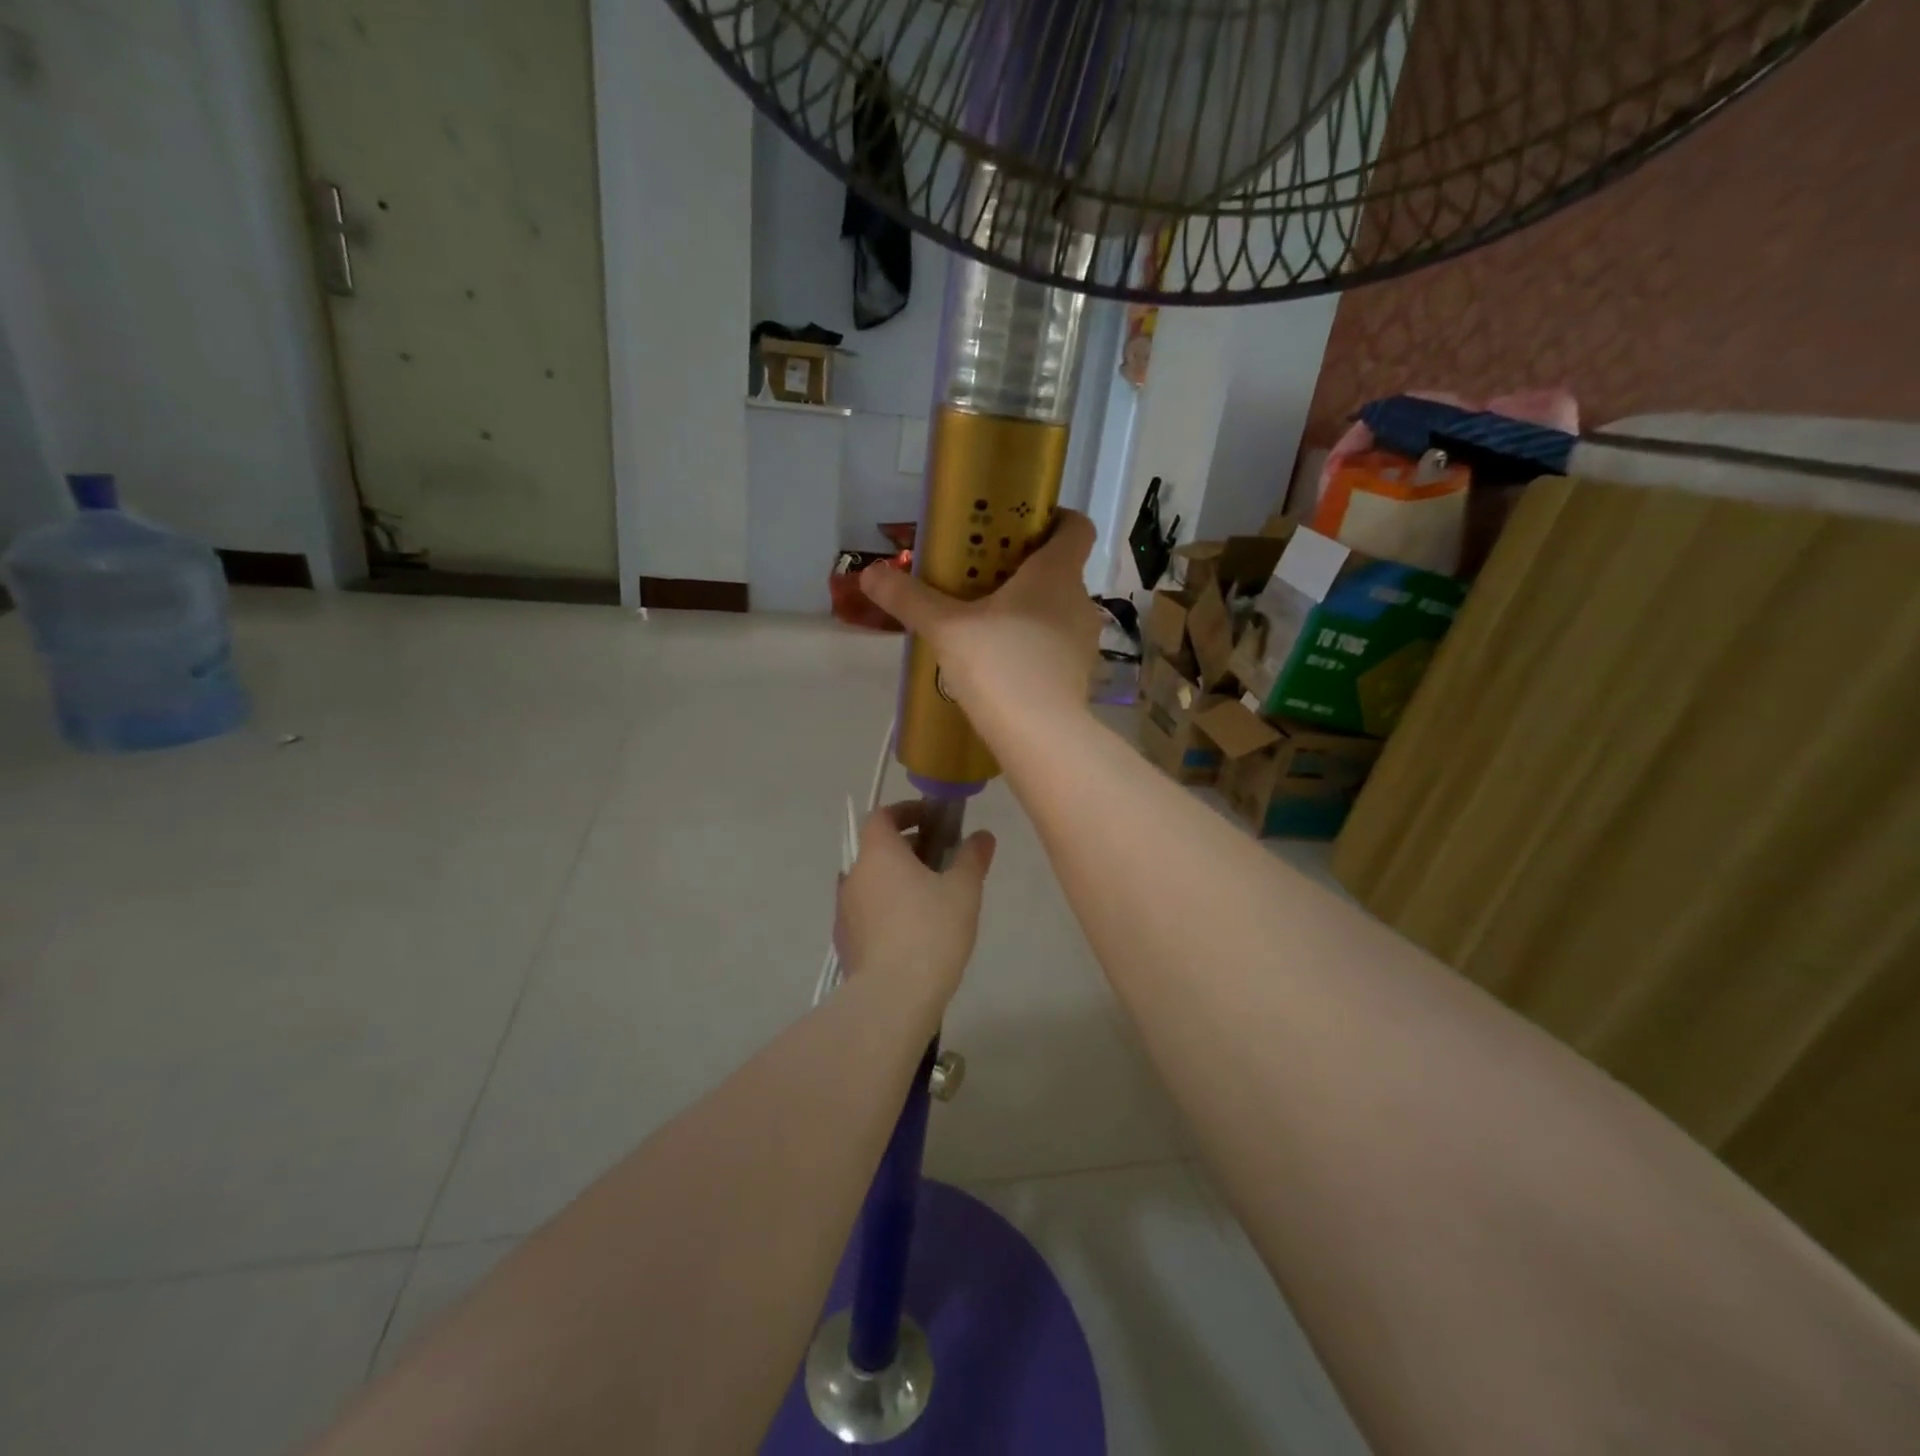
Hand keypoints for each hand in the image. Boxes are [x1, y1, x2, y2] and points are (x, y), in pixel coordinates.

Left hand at [835, 803, 995, 1007]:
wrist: (893, 996)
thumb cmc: (931, 931)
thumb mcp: (964, 890)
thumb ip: (972, 857)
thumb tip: (982, 836)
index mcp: (877, 853)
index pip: (882, 816)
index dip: (906, 812)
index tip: (933, 821)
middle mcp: (853, 875)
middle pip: (876, 849)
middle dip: (907, 849)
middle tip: (940, 862)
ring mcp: (844, 910)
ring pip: (871, 881)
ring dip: (896, 880)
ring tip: (929, 899)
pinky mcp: (844, 941)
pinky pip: (866, 911)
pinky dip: (886, 908)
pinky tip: (911, 932)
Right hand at [860, 509, 1103, 731]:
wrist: (1042, 737)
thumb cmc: (999, 665)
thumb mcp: (947, 628)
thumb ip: (909, 598)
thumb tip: (869, 572)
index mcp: (1056, 573)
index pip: (1077, 526)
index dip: (1057, 518)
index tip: (1024, 525)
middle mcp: (1080, 600)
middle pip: (1061, 569)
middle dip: (1026, 569)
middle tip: (984, 577)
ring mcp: (1084, 641)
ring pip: (1058, 610)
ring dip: (1030, 610)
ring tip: (988, 624)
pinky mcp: (1080, 675)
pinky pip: (1057, 645)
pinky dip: (1035, 645)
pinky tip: (1002, 663)